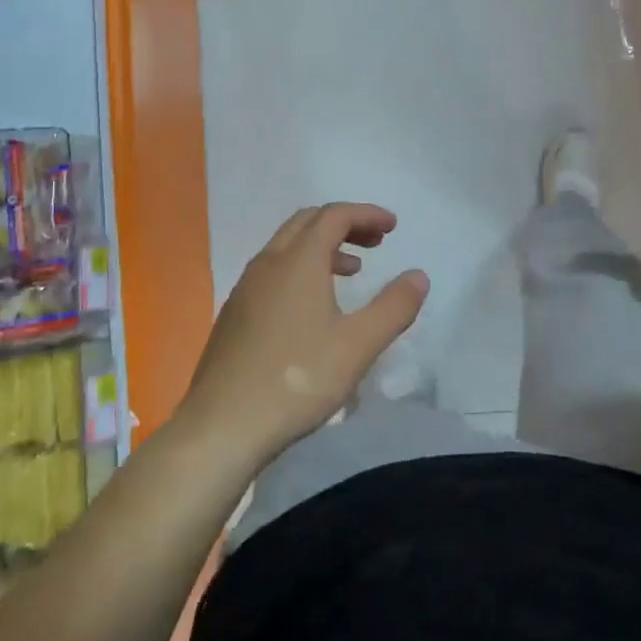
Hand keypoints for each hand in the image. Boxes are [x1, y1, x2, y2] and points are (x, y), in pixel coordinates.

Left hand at [178, 203, 429, 471]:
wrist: (222, 426)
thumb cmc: (297, 380)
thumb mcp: (358, 345)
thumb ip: (394, 307)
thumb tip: (418, 275)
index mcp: (298, 261)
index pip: (334, 216)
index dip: (366, 214)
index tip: (393, 227)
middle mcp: (268, 263)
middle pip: (308, 223)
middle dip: (345, 224)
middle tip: (375, 243)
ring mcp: (245, 288)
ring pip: (287, 247)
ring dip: (322, 247)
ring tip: (351, 271)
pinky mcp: (234, 314)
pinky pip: (272, 272)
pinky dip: (300, 269)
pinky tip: (312, 308)